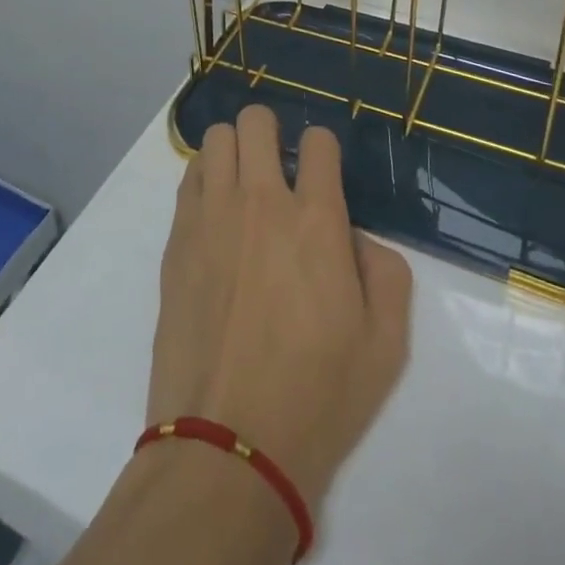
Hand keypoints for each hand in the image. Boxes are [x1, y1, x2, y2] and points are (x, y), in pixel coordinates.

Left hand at [148, 105, 412, 513]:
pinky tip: (215, 212)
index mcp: (317, 220)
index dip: (323, 150)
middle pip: (257, 120)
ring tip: (242, 184)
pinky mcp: (178, 237)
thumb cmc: (317, 397)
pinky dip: (205, 178)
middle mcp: (262, 201)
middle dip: (271, 132)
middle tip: (277, 166)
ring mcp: (213, 214)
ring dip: (234, 150)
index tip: (321, 174)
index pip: (318, 141)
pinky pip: (188, 176)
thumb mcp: (386, 345)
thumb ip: (385, 271)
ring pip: (216, 138)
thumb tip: (354, 236)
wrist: (228, 443)